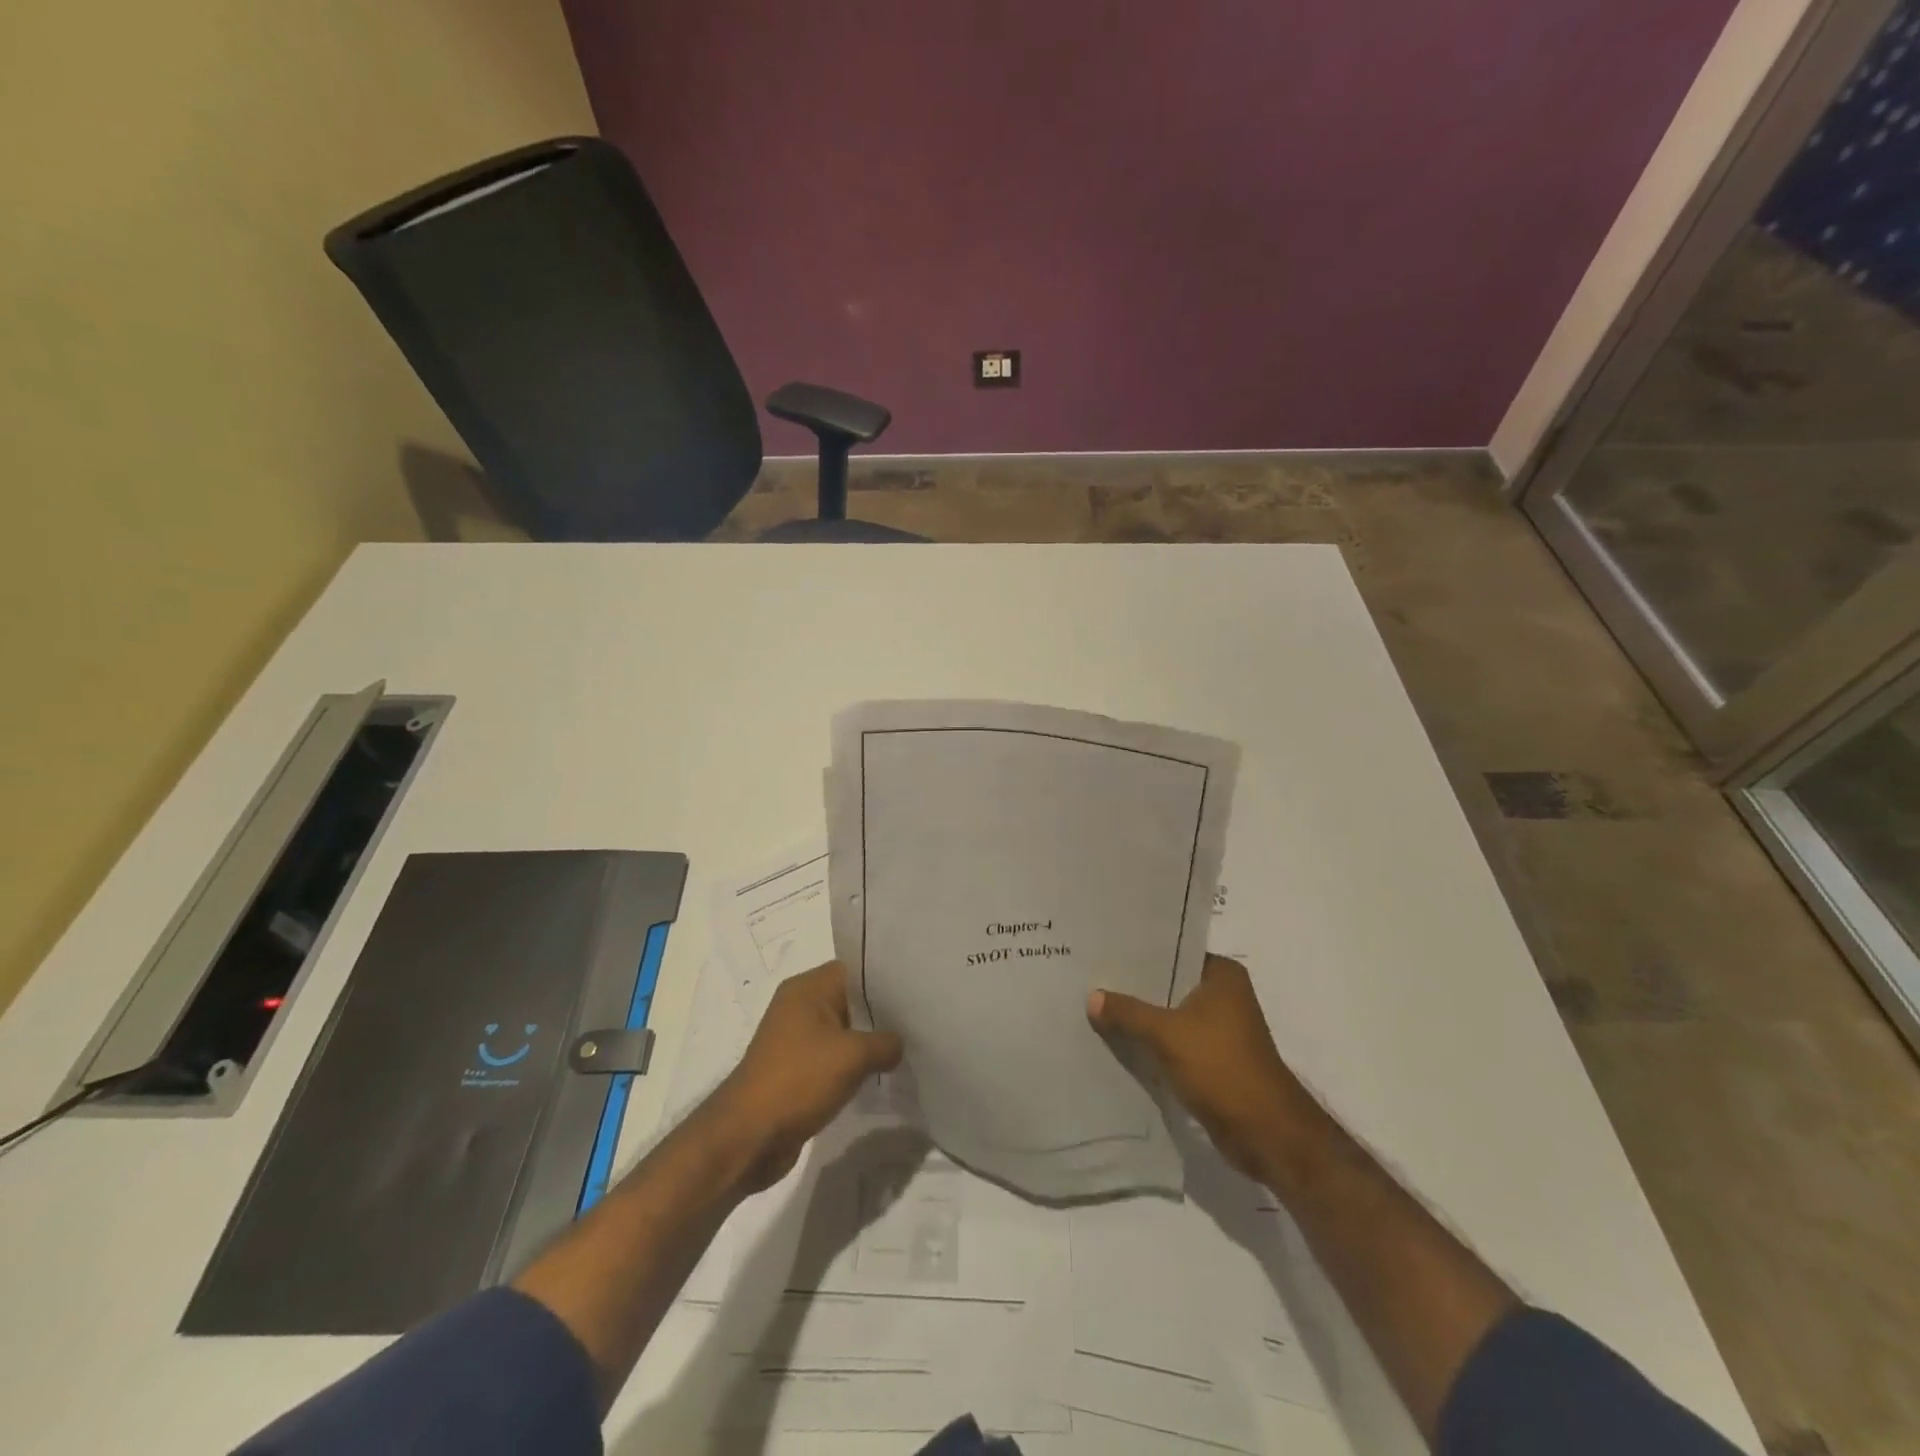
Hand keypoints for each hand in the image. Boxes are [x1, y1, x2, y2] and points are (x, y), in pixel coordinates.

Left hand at [704, 960, 902, 1191]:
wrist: (748, 1137)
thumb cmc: (799, 1080)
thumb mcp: (853, 1056)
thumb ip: (886, 1042)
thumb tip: (899, 1044)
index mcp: (807, 988)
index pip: (855, 969)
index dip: (886, 978)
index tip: (917, 989)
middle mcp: (799, 1006)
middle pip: (850, 999)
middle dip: (882, 1011)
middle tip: (919, 1019)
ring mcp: (795, 1039)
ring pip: (843, 1030)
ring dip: (868, 1041)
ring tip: (906, 1048)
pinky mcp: (795, 1070)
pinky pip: (833, 1057)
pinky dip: (853, 1064)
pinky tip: (879, 1074)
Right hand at [1088, 954, 1310, 1182]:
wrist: (1265, 1133)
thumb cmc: (1221, 1067)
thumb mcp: (1167, 1034)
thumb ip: (1128, 1012)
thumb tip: (1091, 996)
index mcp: (1222, 975)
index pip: (1172, 950)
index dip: (1138, 952)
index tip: (1102, 948)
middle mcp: (1224, 995)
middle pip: (1168, 984)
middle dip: (1134, 987)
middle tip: (1090, 977)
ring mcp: (1219, 1029)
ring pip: (1169, 1014)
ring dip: (1141, 1017)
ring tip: (1095, 1006)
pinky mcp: (1212, 1059)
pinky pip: (1173, 1042)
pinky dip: (1151, 1042)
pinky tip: (1117, 1040)